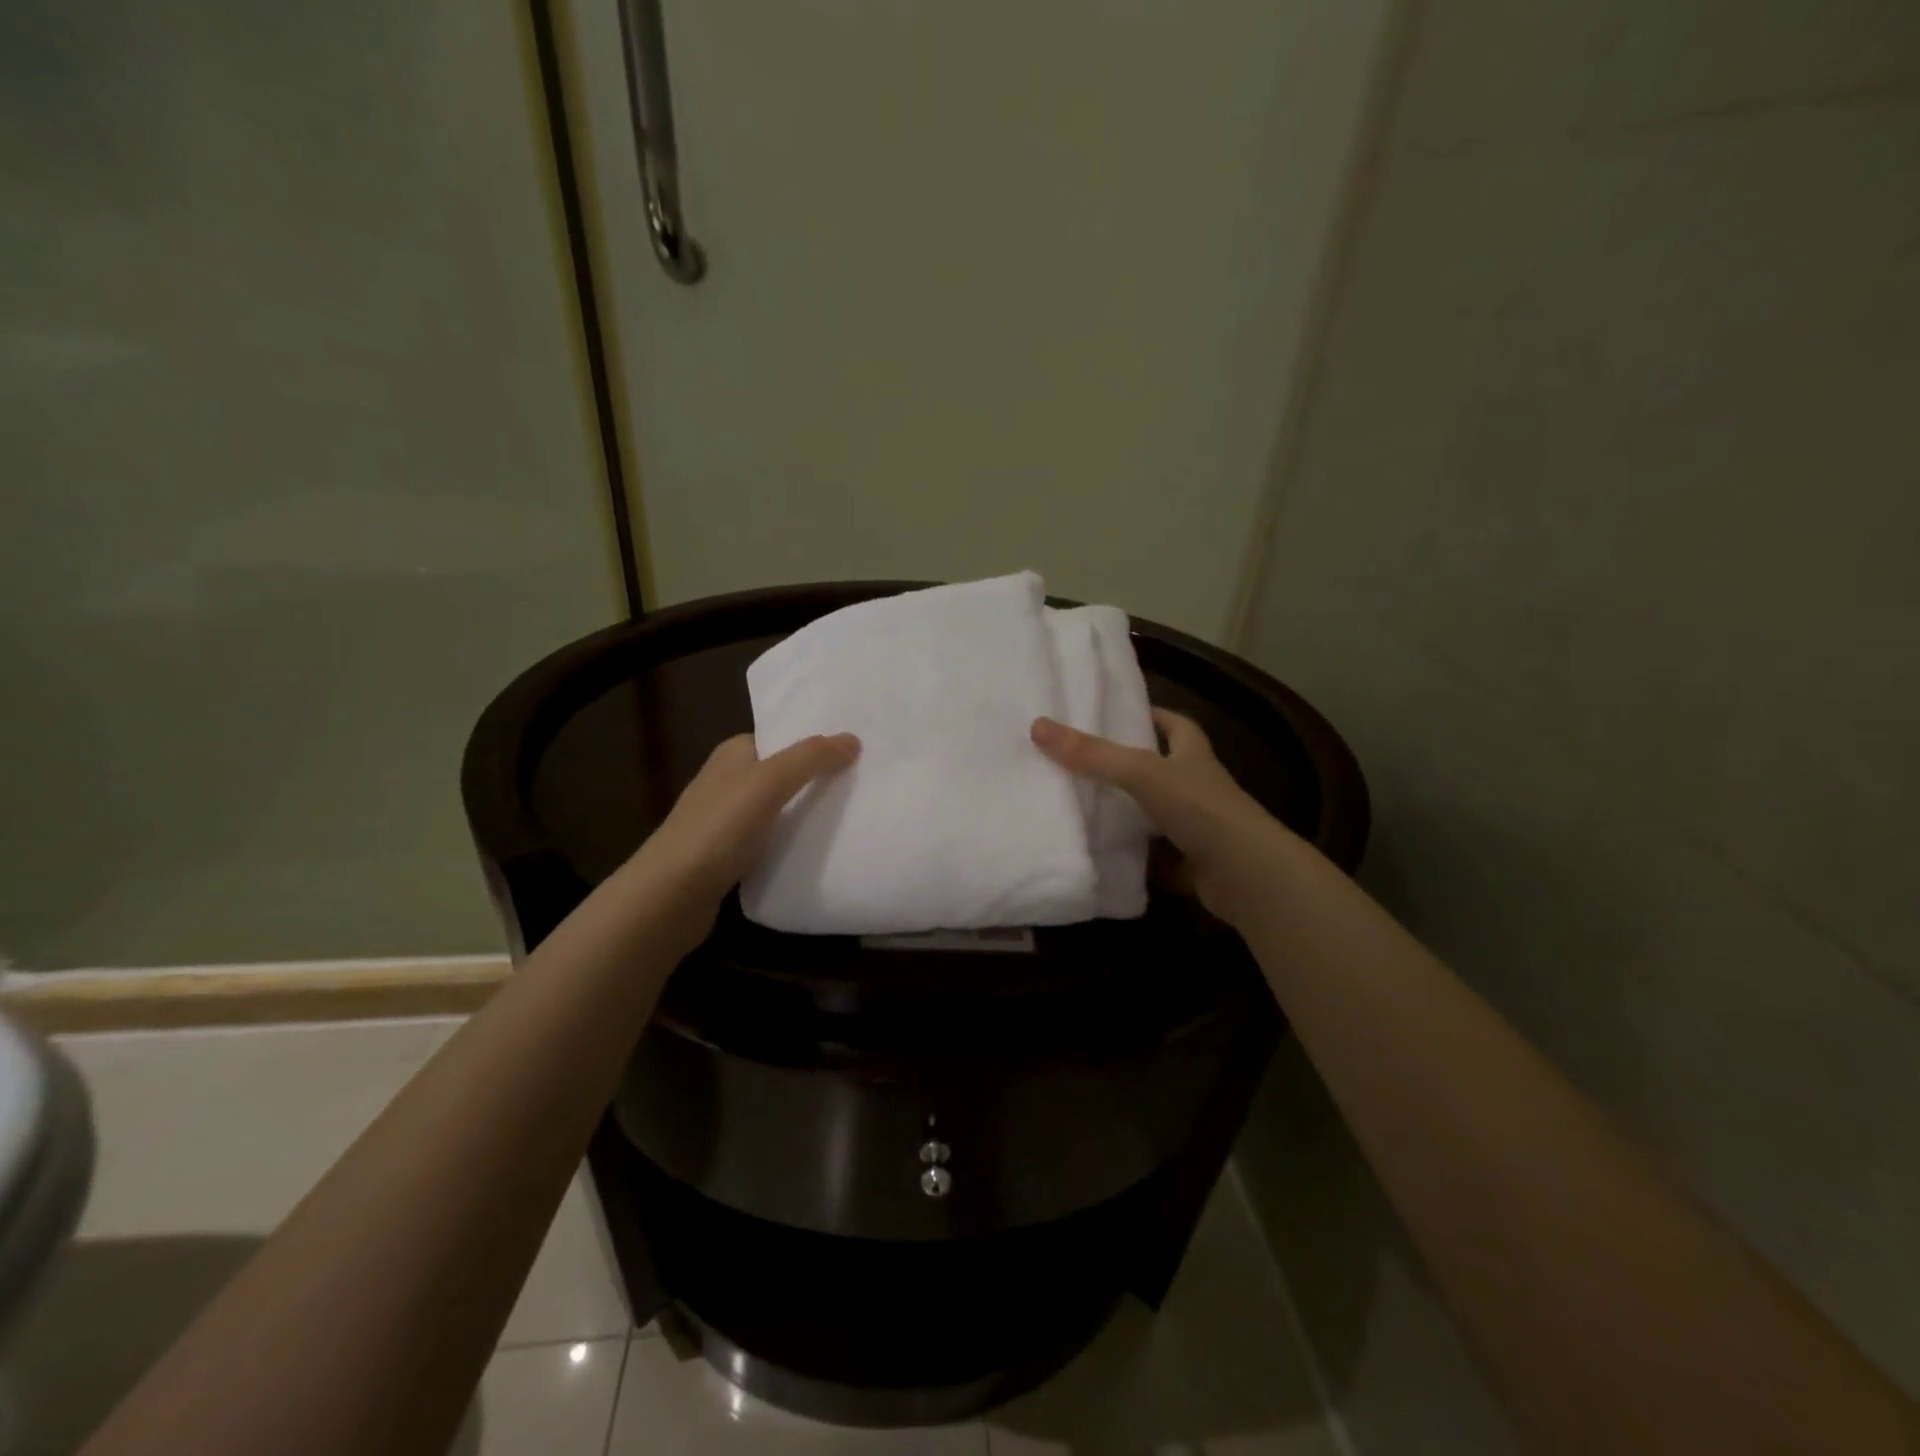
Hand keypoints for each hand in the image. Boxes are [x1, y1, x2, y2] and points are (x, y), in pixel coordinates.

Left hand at [639, 732, 859, 930]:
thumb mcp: (769, 782)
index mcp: (732, 754)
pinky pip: (771, 840)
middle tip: (862, 784)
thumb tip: (852, 739)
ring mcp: (725, 821)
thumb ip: (811, 758)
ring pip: (778, 809)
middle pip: (782, 773)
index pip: (780, 738)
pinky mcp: (729, 856)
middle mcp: (727, 781)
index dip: (814, 743)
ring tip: (851, 815)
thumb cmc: (719, 828)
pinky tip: (818, 850)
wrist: (672, 895)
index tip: (855, 752)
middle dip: (816, 778)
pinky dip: (792, 842)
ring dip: (806, 813)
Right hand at [1031, 709, 1287, 926]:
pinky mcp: (1193, 864)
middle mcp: (1199, 788)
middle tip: (1085, 763)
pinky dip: (1135, 859)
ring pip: (1157, 815)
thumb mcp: (1141, 772)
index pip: (1176, 725)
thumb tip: (1037, 725)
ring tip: (1083, 809)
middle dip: (1130, 767)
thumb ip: (1092, 754)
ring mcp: (1198, 828)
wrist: (1248, 875)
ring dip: (1130, 814)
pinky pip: (1157, 859)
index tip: (1118, 714)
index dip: (1152, 715)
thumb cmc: (1200, 809)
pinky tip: (1104, 858)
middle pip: (1163, 770)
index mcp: (1193, 757)